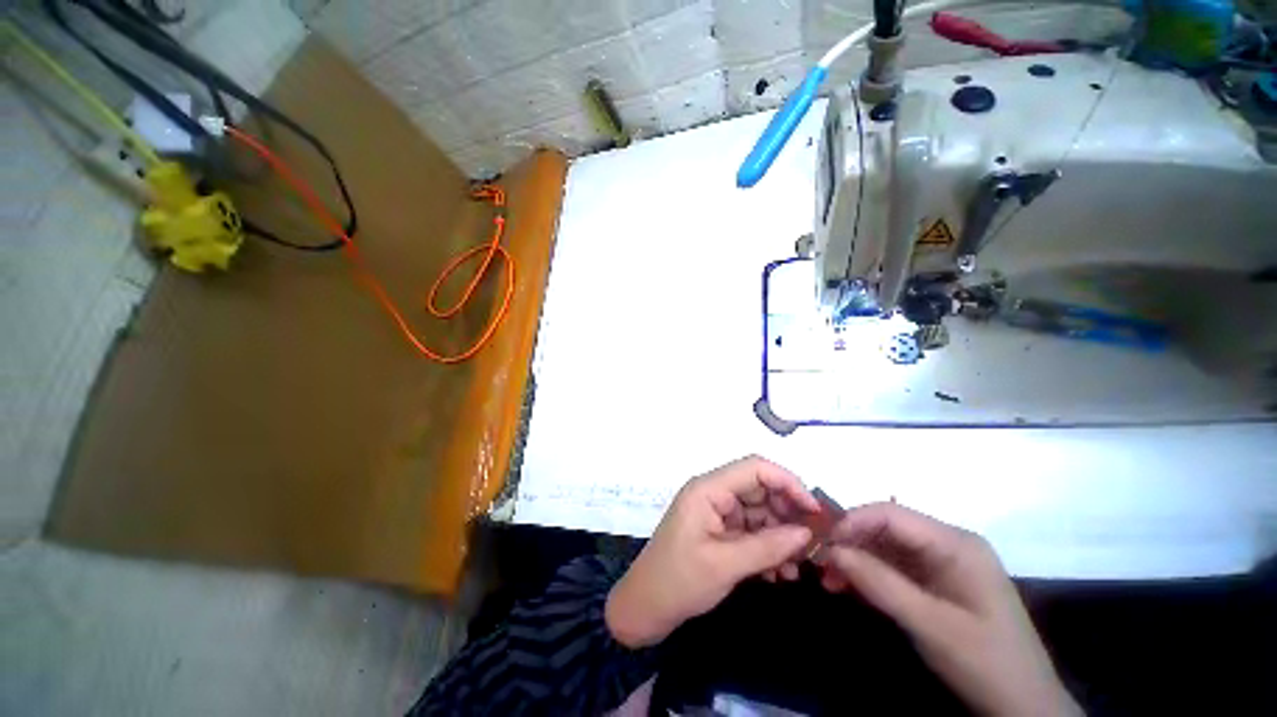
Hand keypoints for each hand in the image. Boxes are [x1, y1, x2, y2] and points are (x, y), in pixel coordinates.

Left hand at [605, 456, 818, 648]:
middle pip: (760, 490)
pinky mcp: (720, 531)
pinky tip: (779, 574)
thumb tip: (807, 534)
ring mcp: (717, 512)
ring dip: (781, 537)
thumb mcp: (725, 565)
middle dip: (788, 515)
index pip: (754, 468)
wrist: (645, 607)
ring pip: (760, 513)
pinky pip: (752, 531)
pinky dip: (768, 548)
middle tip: (812, 545)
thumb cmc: (679, 581)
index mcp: (708, 489)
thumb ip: (768, 547)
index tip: (814, 511)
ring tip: (796, 568)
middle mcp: (714, 493)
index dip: (787, 482)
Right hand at [816, 503, 1079, 716]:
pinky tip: (848, 587)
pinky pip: (893, 567)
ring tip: (829, 580)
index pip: (891, 514)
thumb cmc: (983, 661)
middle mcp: (947, 544)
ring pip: (885, 547)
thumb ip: (879, 583)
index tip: (821, 543)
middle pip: (886, 528)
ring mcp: (942, 563)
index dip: (852, 522)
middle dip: (850, 543)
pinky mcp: (936, 582)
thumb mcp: (930, 624)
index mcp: (955, 543)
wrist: (1023, 705)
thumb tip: (831, 549)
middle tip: (819, 565)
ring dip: (855, 560)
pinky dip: (868, 575)